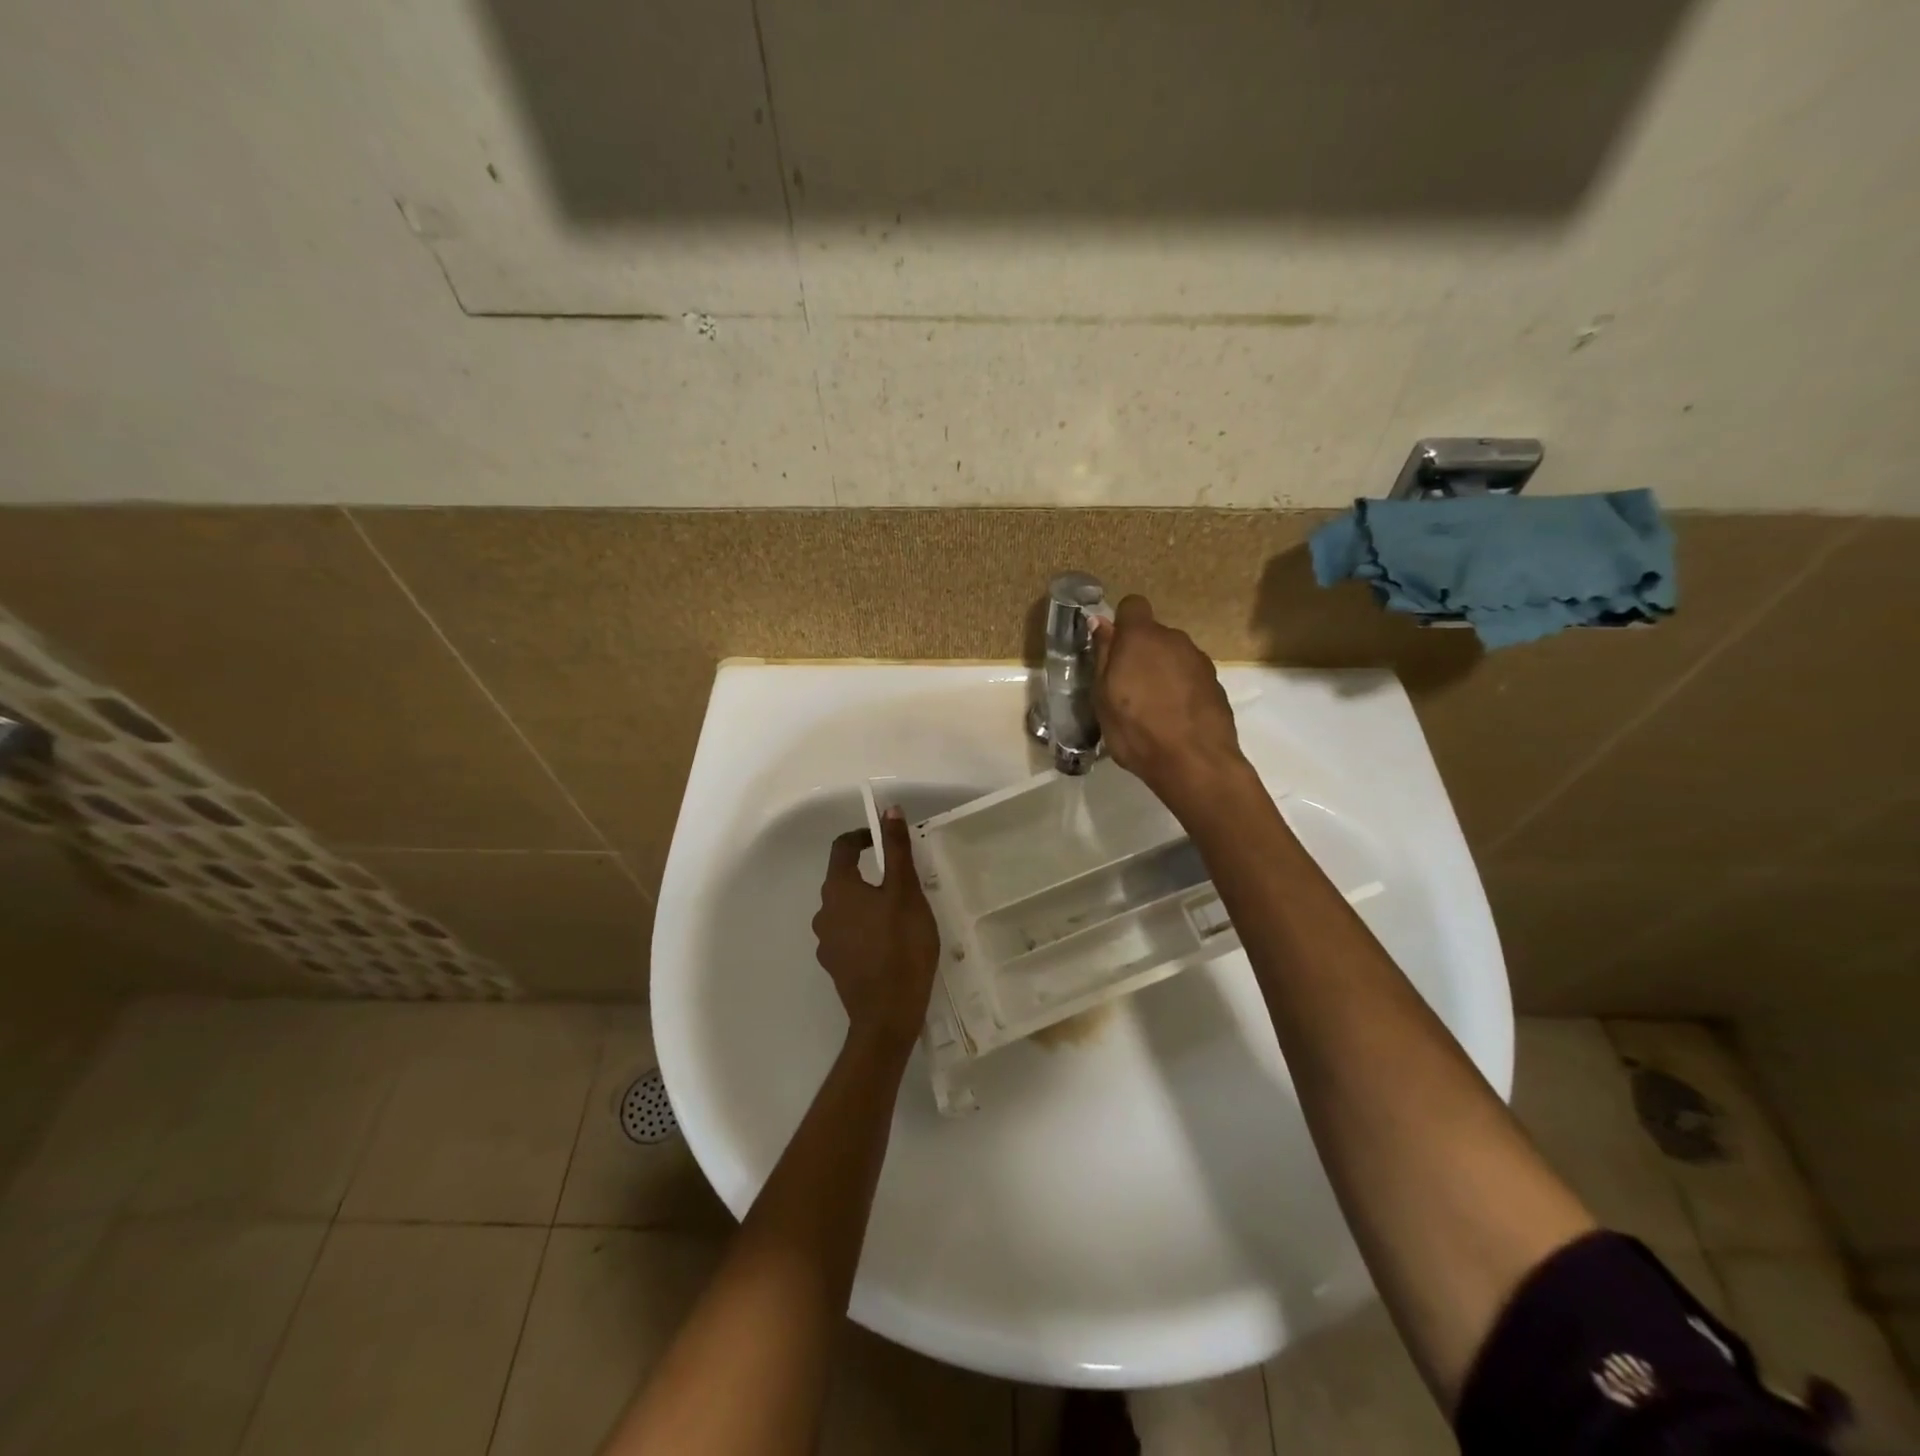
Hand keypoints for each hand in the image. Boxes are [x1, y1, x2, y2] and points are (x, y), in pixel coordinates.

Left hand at [811, 808, 940, 1055]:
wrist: (887, 1015)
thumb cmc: (900, 945)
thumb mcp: (906, 891)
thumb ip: (896, 850)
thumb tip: (888, 809)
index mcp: (838, 888)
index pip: (842, 847)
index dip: (863, 836)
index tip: (886, 839)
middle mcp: (824, 911)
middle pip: (843, 879)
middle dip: (870, 872)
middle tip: (902, 879)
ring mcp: (827, 942)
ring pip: (847, 908)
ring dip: (868, 902)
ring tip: (900, 912)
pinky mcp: (836, 965)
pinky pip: (849, 934)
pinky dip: (866, 928)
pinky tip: (890, 942)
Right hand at [1092, 594, 1246, 807]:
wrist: (1194, 762)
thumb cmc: (1136, 729)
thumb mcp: (1103, 695)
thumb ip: (1104, 654)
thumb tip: (1099, 622)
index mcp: (1142, 637)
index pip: (1132, 606)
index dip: (1121, 624)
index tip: (1113, 651)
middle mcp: (1174, 640)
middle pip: (1153, 635)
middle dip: (1140, 653)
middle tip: (1127, 689)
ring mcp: (1200, 661)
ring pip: (1173, 656)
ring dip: (1162, 672)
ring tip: (1152, 709)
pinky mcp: (1216, 683)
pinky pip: (1190, 677)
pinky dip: (1180, 690)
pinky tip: (1174, 719)